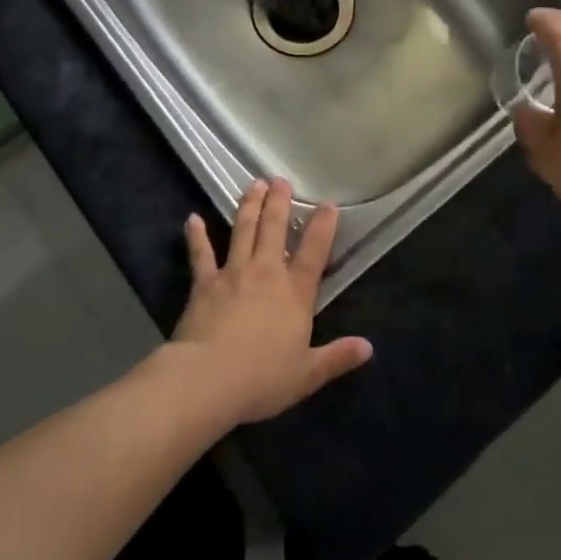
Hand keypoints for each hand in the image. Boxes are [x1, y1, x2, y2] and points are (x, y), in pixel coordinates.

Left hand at [169, 179, 372, 424]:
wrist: (207, 379)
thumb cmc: (262, 378)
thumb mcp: (307, 373)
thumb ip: (337, 357)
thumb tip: (368, 347)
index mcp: (295, 293)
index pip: (314, 252)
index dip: (323, 226)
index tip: (327, 204)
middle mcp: (266, 273)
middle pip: (274, 230)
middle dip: (279, 203)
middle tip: (280, 180)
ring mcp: (233, 273)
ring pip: (243, 231)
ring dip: (249, 206)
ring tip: (253, 184)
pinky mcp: (204, 283)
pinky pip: (201, 254)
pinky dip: (197, 236)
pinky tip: (192, 219)